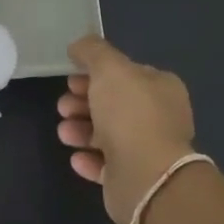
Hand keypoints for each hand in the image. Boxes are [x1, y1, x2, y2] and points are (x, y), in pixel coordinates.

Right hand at [57, 35, 198, 223]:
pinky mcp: (134, 178)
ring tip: (64, 133)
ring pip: (107, 134)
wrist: (145, 176)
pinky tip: (76, 157)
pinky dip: (89, 159)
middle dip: (83, 102)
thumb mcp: (109, 68)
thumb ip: (92, 51)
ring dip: (81, 130)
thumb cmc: (130, 113)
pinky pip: (107, 164)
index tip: (71, 78)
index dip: (96, 73)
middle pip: (113, 104)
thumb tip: (78, 46)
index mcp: (161, 88)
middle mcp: (159, 117)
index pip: (126, 74)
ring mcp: (148, 149)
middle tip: (63, 106)